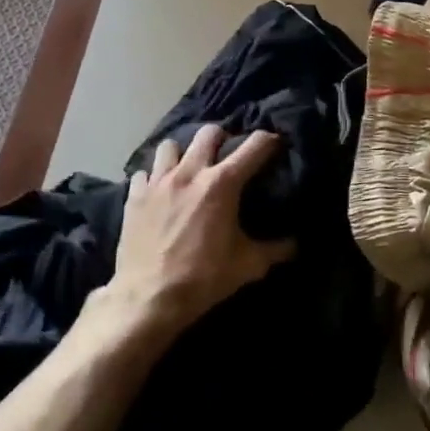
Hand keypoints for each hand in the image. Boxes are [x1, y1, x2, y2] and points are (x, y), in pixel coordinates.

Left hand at [88, 124, 295, 346]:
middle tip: (227, 154)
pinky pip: (144, 172)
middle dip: (222, 138)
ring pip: (171, 146)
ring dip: (183, 153)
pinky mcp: (134, 195)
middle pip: (208, 133)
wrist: (148, 297)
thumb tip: (295, 244)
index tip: (275, 143)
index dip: (269, 140)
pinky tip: (158, 191)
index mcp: (222, 184)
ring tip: (188, 169)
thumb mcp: (247, 266)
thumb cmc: (203, 278)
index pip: (254, 146)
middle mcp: (190, 172)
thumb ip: (275, 250)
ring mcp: (158, 181)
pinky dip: (153, 177)